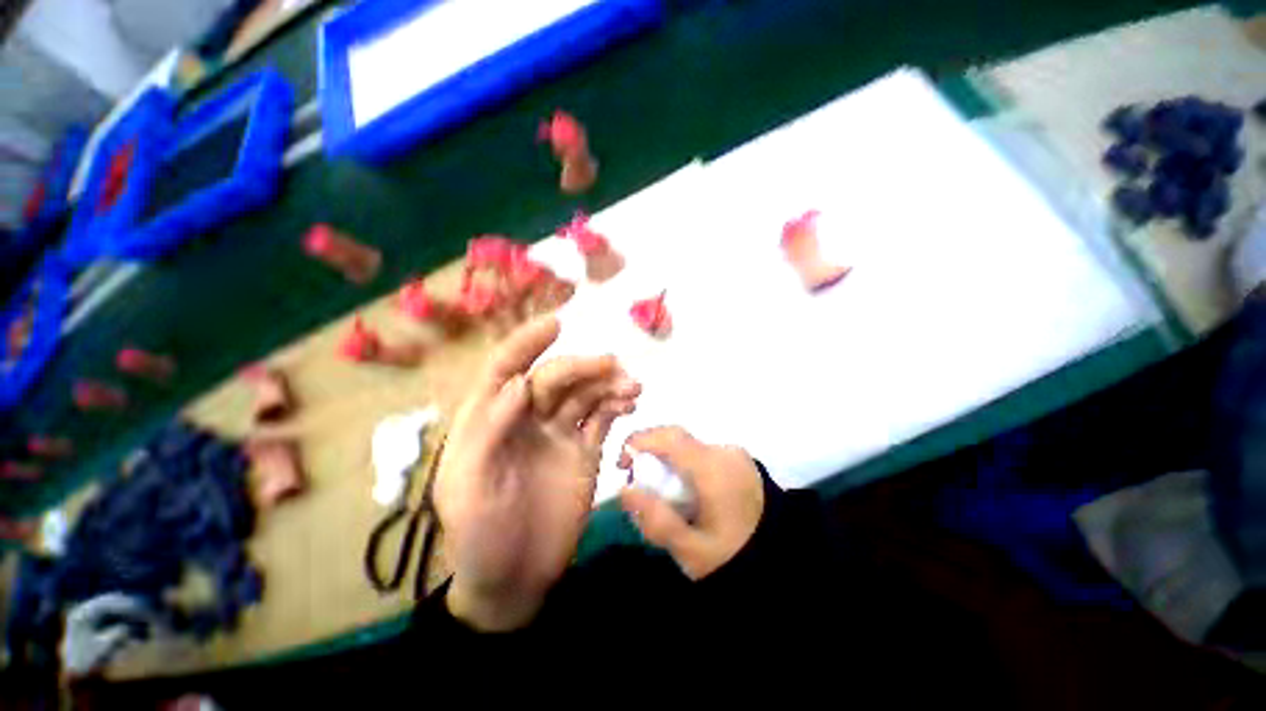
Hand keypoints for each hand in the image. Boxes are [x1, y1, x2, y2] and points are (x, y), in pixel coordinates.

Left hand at [435, 316, 640, 630]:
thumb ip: (489, 432)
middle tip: (612, 366)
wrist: (516, 579)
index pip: (506, 368)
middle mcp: (527, 417)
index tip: (555, 324)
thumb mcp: (469, 488)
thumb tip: (518, 384)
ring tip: (632, 387)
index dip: (527, 343)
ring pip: (584, 394)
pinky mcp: (585, 450)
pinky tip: (631, 403)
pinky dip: (617, 404)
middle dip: (582, 367)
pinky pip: (602, 417)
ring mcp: (559, 432)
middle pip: (554, 378)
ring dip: (607, 384)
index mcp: (491, 419)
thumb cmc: (479, 535)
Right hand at [619, 427, 764, 579]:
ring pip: (689, 446)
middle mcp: (725, 452)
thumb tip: (625, 489)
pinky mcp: (740, 460)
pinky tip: (684, 489)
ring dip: (668, 459)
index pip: (670, 437)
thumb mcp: (691, 550)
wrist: (783, 562)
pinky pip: (702, 453)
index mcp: (714, 468)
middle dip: (651, 452)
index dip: (640, 440)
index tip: (623, 463)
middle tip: (638, 480)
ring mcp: (735, 454)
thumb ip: (656, 520)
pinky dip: (684, 463)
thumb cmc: (734, 558)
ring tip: (660, 489)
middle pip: (677, 439)